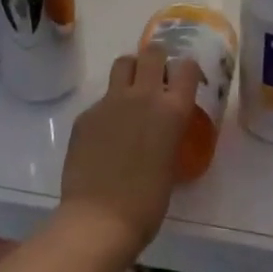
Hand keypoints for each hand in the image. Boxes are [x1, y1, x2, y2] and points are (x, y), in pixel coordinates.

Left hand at [58, 46, 202, 260]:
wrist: (99, 219)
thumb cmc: (146, 203)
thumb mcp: (170, 163)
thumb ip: (168, 134)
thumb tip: (161, 130)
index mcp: (172, 110)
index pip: (186, 67)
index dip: (185, 71)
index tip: (183, 82)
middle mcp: (143, 96)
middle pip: (152, 53)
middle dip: (156, 60)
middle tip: (156, 79)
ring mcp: (111, 102)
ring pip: (123, 63)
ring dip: (131, 71)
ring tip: (130, 92)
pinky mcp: (86, 114)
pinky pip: (101, 99)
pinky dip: (107, 109)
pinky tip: (104, 135)